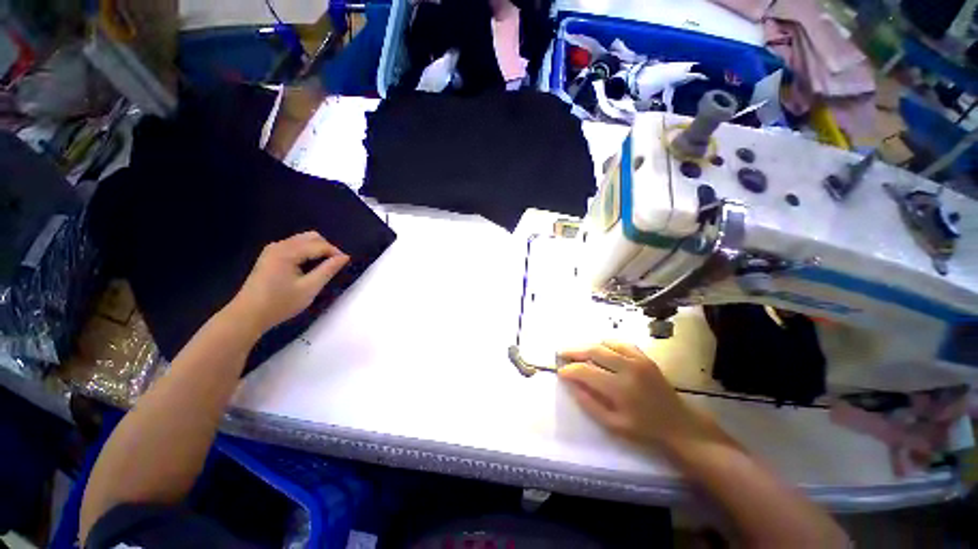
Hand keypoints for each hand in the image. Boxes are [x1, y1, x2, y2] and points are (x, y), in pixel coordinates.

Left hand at [228, 231, 348, 335]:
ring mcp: (273, 250)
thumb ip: (328, 270)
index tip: (346, 265)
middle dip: (327, 249)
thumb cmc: (280, 303)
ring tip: (324, 267)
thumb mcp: (309, 288)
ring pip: (303, 241)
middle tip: (334, 266)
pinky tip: (309, 267)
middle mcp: (280, 245)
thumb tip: (344, 257)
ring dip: (317, 250)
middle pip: (311, 237)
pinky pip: (295, 247)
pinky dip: (307, 253)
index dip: (336, 253)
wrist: (248, 315)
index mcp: (287, 252)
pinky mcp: (270, 256)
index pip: (319, 245)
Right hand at [558, 342, 729, 449]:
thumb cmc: (644, 430)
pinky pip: (620, 342)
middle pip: (593, 351)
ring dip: (587, 346)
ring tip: (577, 352)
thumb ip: (588, 402)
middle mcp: (627, 368)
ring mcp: (637, 360)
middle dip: (573, 351)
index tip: (560, 371)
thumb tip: (570, 384)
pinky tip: (600, 349)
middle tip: (561, 353)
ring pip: (604, 344)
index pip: (585, 371)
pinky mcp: (644, 357)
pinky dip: (606, 343)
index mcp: (619, 388)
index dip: (569, 369)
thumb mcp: (612, 425)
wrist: (679, 425)